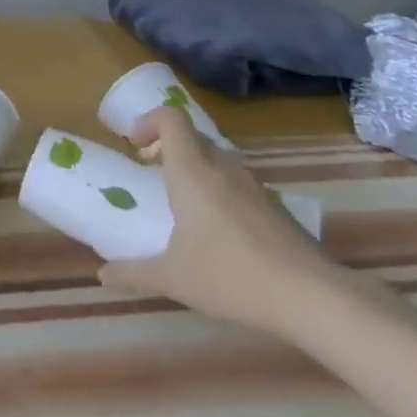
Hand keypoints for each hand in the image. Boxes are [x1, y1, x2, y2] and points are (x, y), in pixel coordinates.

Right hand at [96, 107, 344, 336]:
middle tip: (151, 171)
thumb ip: (134, 273)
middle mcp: (222, 168)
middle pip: (192, 137)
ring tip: (182, 202)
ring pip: (217, 160)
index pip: (170, 118)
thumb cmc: (232, 275)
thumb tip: (102, 275)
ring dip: (195, 169)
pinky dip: (220, 191)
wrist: (313, 298)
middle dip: (168, 147)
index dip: (148, 121)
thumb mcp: (173, 278)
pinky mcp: (276, 209)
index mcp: (191, 170)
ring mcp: (254, 187)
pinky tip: (219, 232)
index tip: (134, 144)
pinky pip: (238, 184)